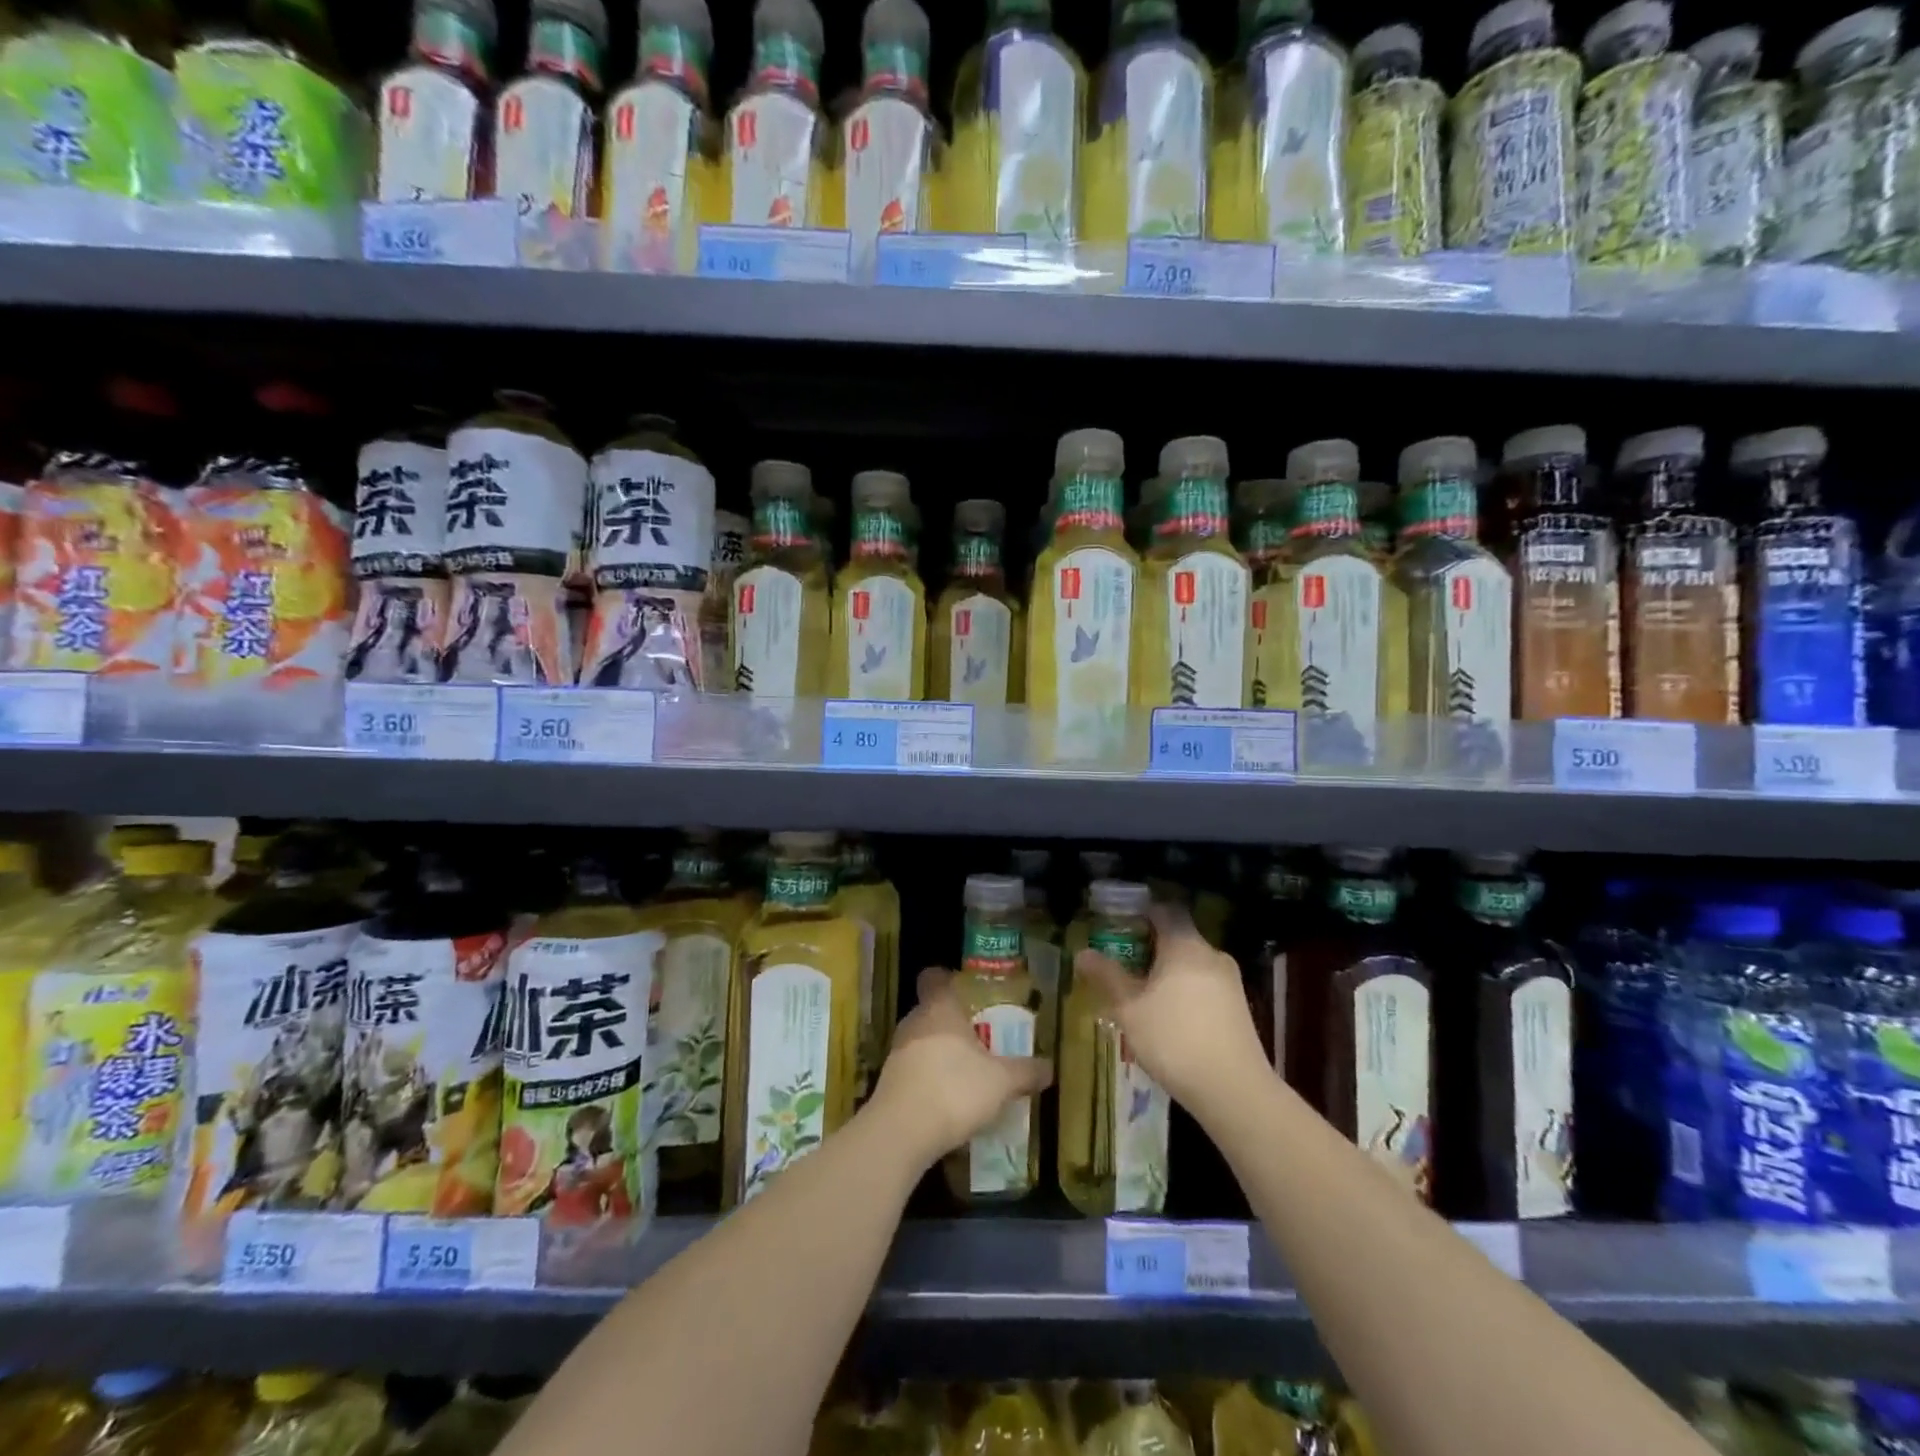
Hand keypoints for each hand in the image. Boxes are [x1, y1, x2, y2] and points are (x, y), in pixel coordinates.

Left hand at [870, 968, 1052, 1167]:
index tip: (967, 990)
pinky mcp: (888, 1081)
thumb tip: (1050, 1067)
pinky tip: (947, 1100)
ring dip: (940, 1052)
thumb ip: (1025, 1071)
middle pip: (931, 1010)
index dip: (948, 979)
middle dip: (953, 1022)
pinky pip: (913, 1069)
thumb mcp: (1002, 1082)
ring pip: (921, 1040)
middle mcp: (914, 1021)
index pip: (934, 977)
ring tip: (967, 1071)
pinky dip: (928, 1078)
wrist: (902, 1131)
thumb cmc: (955, 1089)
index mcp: (940, 1008)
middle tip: (980, 1037)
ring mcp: (897, 1051)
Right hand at [1073, 902, 1268, 1111]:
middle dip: (1149, 947)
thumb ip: (1107, 977)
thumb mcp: (1129, 1009)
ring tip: (1141, 995)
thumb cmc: (1174, 1040)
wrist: (1234, 1091)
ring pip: (1191, 964)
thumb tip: (1082, 953)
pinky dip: (1184, 991)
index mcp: (1185, 945)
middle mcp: (1211, 954)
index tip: (1119, 925)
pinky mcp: (1239, 1007)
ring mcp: (1230, 981)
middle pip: (1178, 937)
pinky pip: (1204, 985)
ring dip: (1167, 972)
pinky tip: (1169, 1019)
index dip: (1141, 912)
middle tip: (1122, 964)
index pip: (1165, 910)